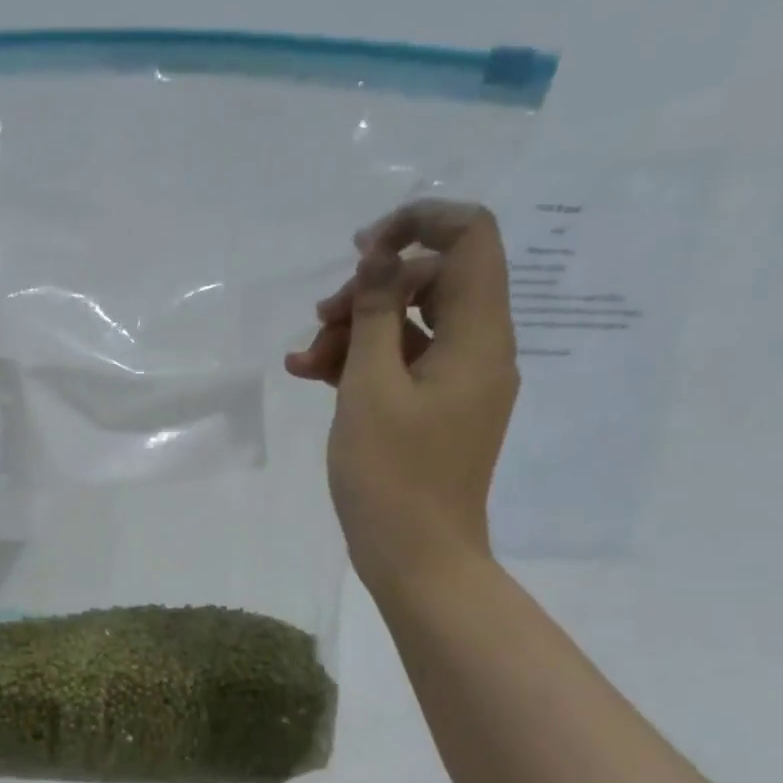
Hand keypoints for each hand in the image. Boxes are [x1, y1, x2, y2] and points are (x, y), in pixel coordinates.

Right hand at [287, 201, 517, 587]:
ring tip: (304, 360)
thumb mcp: (370, 387)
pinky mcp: (434, 411)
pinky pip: (401, 366)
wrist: (416, 558)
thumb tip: (382, 253)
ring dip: (356, 330)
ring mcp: (457, 383)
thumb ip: (376, 312)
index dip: (417, 225)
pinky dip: (361, 363)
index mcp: (478, 336)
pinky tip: (311, 374)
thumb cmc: (391, 476)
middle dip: (370, 291)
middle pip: (432, 282)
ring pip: (410, 326)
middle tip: (322, 320)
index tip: (360, 250)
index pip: (469, 238)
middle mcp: (478, 350)